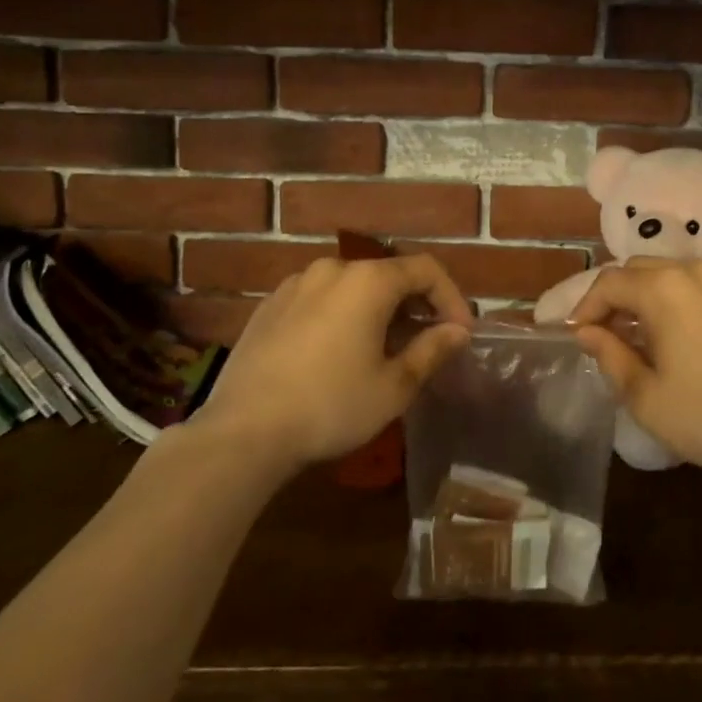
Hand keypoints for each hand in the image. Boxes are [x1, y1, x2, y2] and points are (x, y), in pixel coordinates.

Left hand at [194, 254, 473, 470]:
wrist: (242, 432)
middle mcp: (333, 268)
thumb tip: (458, 331)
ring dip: (376, 309)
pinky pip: (319, 299)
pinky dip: (341, 314)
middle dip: (414, 304)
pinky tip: (336, 352)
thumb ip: (431, 350)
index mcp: (368, 280)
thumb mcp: (393, 386)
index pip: (425, 269)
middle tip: (426, 342)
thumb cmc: (330, 406)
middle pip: (388, 274)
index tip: (460, 333)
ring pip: (352, 286)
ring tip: (382, 348)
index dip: (451, 297)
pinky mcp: (269, 305)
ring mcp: (296, 284)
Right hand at [568, 258, 701, 482]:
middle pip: (639, 270)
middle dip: (615, 297)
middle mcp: (693, 272)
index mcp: (663, 289)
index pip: (609, 282)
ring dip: (647, 297)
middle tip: (605, 334)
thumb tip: (588, 332)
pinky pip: (700, 287)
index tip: (576, 335)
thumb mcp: (646, 397)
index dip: (586, 306)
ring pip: (671, 275)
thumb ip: (610, 356)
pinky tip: (682, 338)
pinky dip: (678, 301)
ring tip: (641, 337)